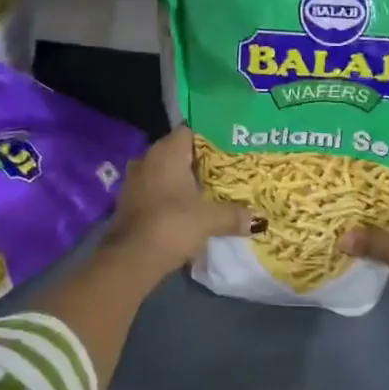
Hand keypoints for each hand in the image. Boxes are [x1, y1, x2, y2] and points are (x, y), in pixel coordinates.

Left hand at [106, 126, 257, 273]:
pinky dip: (172, 194)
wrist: (130, 259)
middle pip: (179, 151)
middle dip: (201, 160)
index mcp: (166, 152)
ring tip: (211, 188)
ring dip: (185, 179)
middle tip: (228, 168)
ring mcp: (135, 180)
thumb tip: (258, 220)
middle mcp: (148, 158)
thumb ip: (234, 215)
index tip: (231, 145)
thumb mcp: (210, 220)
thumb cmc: (172, 225)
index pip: (190, 130)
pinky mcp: (130, 201)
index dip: (211, 136)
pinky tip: (189, 207)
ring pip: (166, 171)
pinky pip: (157, 189)